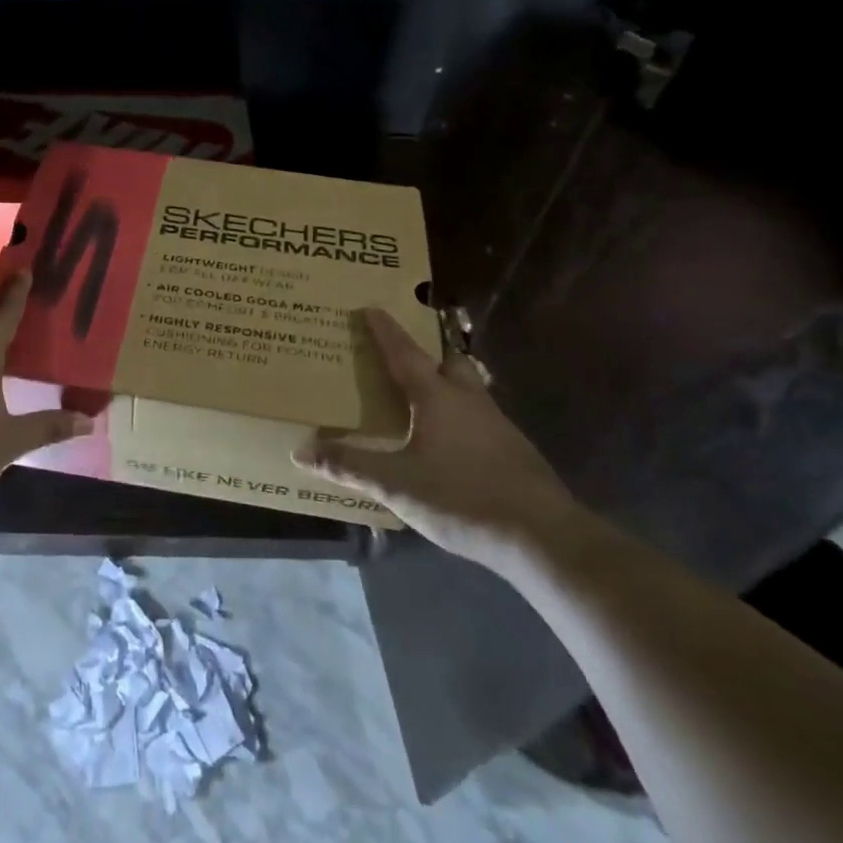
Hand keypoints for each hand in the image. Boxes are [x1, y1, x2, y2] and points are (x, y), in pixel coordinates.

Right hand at [293, 308, 583, 566]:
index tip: (370, 307)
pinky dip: (460, 415)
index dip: (384, 330)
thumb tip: (301, 450)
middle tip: (405, 353)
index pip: (404, 352)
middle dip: (427, 351)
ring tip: (424, 396)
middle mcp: (468, 399)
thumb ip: (350, 465)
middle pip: (448, 360)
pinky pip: (479, 416)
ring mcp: (496, 424)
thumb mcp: (397, 483)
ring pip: (468, 388)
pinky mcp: (513, 449)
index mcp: (437, 397)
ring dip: (446, 383)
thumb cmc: (462, 497)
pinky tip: (450, 441)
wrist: (541, 536)